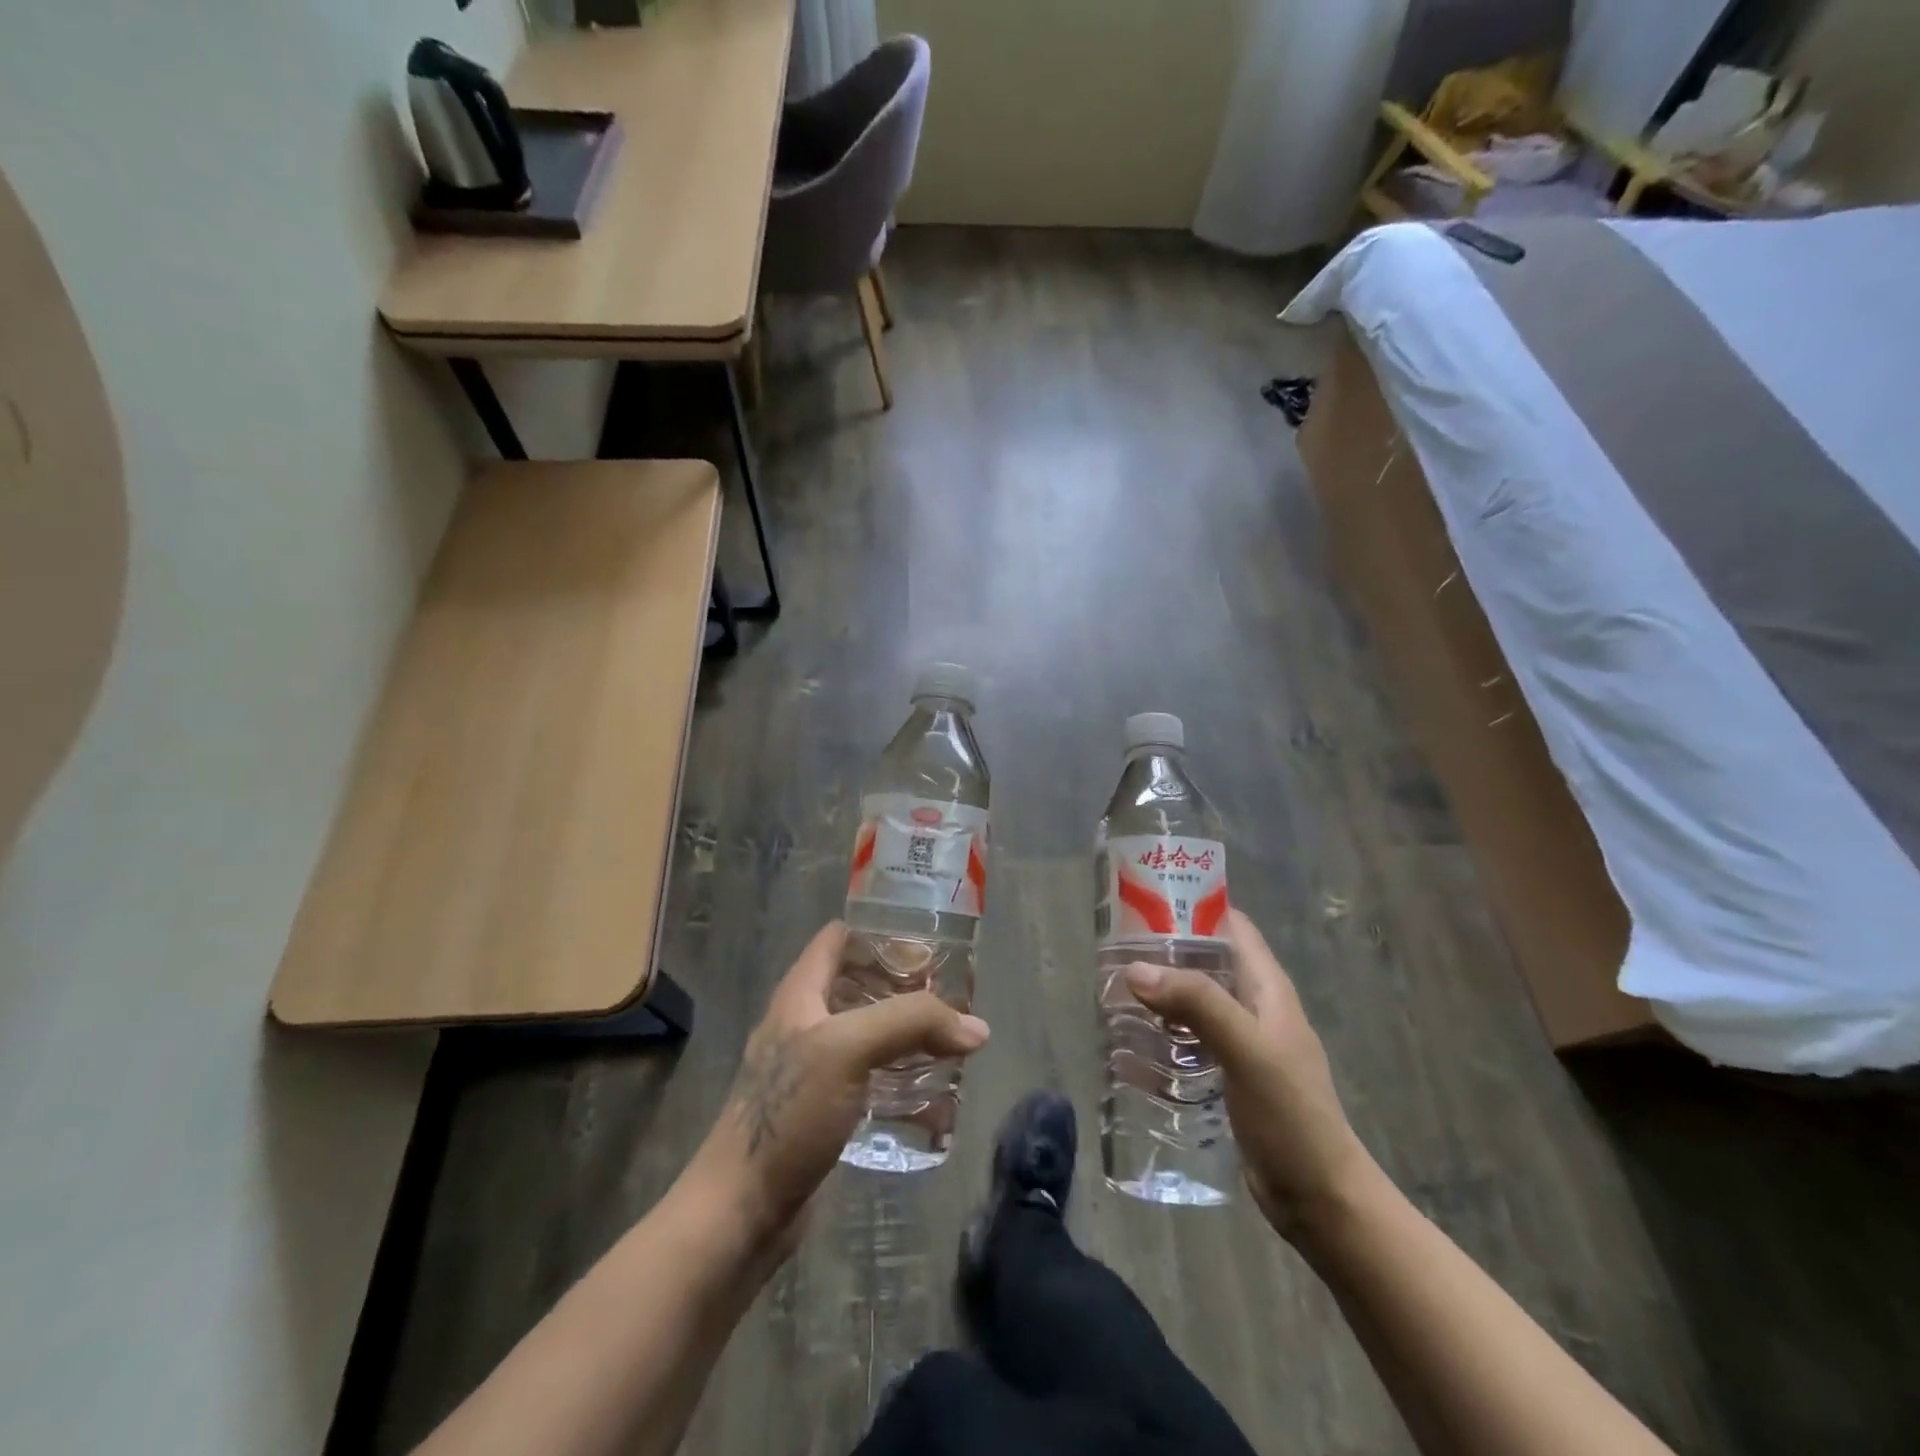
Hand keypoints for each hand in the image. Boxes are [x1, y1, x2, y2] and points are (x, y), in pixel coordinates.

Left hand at [688, 922, 990, 1253]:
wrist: (742, 1211)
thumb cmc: (788, 1113)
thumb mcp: (848, 1049)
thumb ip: (911, 1024)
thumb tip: (977, 1028)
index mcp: (801, 993)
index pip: (840, 937)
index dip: (881, 932)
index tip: (929, 943)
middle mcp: (806, 1022)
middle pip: (861, 984)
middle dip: (907, 986)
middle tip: (954, 995)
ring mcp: (815, 1068)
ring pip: (870, 1034)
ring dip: (909, 1035)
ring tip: (954, 1041)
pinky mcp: (826, 1110)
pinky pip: (872, 1080)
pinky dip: (902, 1080)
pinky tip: (935, 1095)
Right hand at [1125, 909, 1375, 1240]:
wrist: (1320, 1200)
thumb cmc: (1291, 1116)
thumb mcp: (1247, 1050)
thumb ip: (1198, 1004)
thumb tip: (1136, 969)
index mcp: (1267, 987)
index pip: (1230, 926)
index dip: (1192, 906)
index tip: (1143, 903)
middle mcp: (1254, 1007)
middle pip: (1204, 962)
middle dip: (1163, 954)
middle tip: (1113, 954)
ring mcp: (1241, 1043)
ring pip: (1193, 1002)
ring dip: (1158, 996)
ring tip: (1112, 995)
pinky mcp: (1229, 1076)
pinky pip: (1189, 1042)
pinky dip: (1161, 1036)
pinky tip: (1130, 1046)